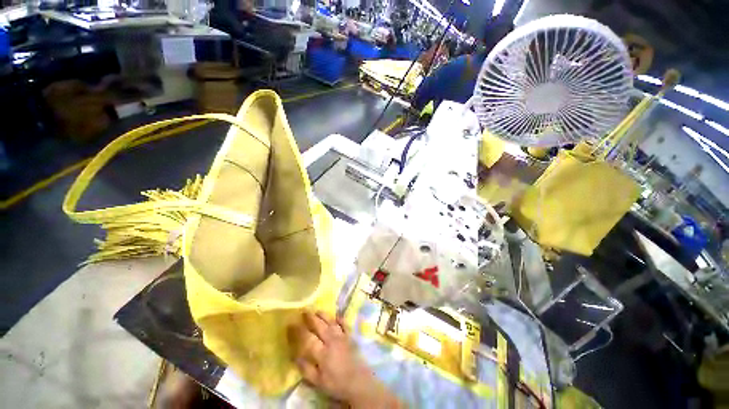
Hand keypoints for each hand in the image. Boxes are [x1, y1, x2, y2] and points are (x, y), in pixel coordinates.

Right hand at [289, 311, 401, 407]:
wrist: (359, 383)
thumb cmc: (336, 384)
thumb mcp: (318, 382)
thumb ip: (306, 369)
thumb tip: (295, 356)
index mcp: (322, 352)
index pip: (307, 338)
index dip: (298, 331)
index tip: (291, 324)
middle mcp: (332, 341)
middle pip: (319, 326)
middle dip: (310, 318)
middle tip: (304, 311)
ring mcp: (342, 337)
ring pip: (331, 322)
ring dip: (324, 315)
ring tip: (317, 310)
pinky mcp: (350, 337)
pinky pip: (345, 324)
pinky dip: (340, 319)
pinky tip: (337, 315)